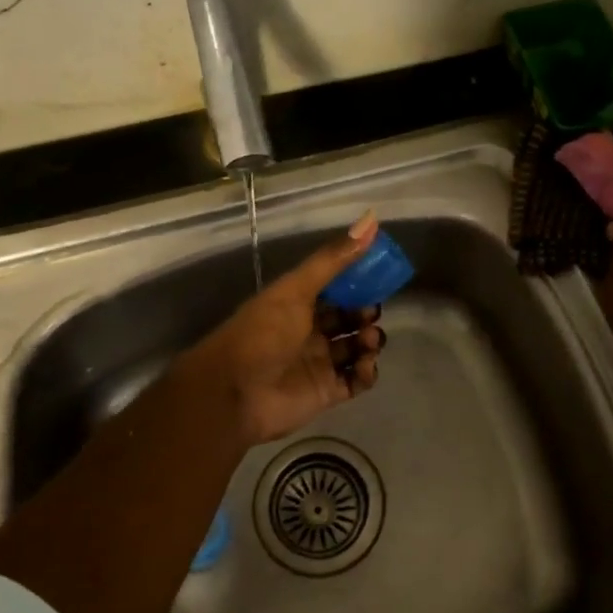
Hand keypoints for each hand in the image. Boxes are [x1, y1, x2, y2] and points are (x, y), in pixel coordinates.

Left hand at [178, 211, 387, 447]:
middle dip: (365, 313)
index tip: (378, 275)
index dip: (356, 282)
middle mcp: (309, 331)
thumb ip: (333, 259)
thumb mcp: (296, 289)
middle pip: (347, 319)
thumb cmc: (263, 333)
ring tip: (370, 339)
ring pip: (355, 348)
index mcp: (297, 303)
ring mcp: (318, 363)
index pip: (334, 289)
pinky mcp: (327, 392)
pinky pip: (357, 381)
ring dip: (369, 341)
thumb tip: (371, 220)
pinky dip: (366, 372)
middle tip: (371, 312)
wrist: (234, 393)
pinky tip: (365, 364)